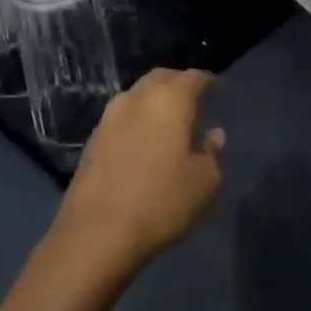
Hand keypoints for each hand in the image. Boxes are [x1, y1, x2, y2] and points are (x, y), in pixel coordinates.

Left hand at [53, 69, 225, 272]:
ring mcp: (109, 116)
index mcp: (170, 100)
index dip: (207, 81)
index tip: (217, 88)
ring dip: (154, 100)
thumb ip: (212, 153)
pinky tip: (144, 139)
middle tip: (193, 99)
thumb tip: (213, 134)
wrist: (97, 233)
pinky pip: (122, 116)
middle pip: (161, 78)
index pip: (193, 77)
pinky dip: (137, 119)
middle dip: (178, 84)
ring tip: (168, 120)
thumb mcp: (204, 183)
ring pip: (138, 95)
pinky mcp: (93, 138)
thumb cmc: (161, 203)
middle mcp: (137, 98)